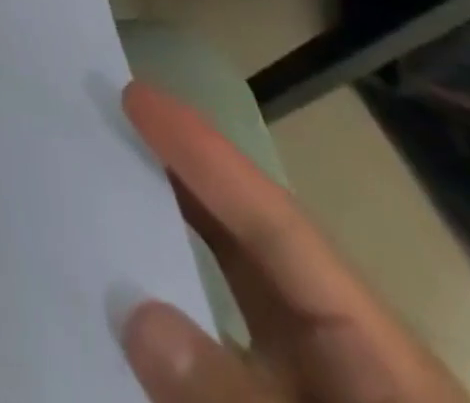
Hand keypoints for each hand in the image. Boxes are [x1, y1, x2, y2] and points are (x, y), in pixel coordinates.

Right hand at [119, 81, 468, 402]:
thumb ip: (235, 401)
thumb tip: (136, 312)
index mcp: (371, 352)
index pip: (275, 228)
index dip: (205, 157)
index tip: (137, 96)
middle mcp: (338, 356)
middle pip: (250, 244)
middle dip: (181, 177)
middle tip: (107, 118)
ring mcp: (304, 386)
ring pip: (226, 293)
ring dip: (166, 241)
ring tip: (98, 187)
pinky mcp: (266, 401)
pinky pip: (209, 353)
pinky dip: (165, 320)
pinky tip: (114, 305)